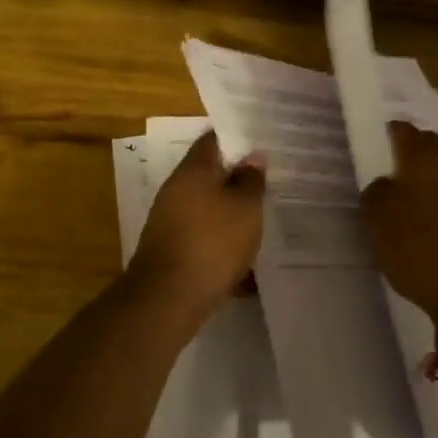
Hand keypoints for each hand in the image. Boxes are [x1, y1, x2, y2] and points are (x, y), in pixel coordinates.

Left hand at [128, 131, 266, 315]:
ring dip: (231, 211)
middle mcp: (176, 189)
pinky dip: (222, 239)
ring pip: (208, 206)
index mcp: (193, 170)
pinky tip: (244, 255)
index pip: (215, 139)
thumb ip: (251, 180)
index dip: (239, 138)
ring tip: (262, 217)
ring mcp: (170, 220)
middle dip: (238, 177)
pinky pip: (203, 234)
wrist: (168, 299)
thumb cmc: (212, 243)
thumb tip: (252, 158)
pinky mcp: (172, 248)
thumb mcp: (245, 208)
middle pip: (210, 174)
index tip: (263, 142)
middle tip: (269, 180)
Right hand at [361, 122, 437, 329]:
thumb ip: (377, 192)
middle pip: (431, 145)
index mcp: (423, 157)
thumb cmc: (420, 248)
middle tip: (394, 163)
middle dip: (414, 149)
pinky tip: (434, 214)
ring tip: (411, 192)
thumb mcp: (379, 220)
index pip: (403, 131)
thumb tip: (386, 183)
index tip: (378, 141)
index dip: (389, 133)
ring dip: (432, 174)